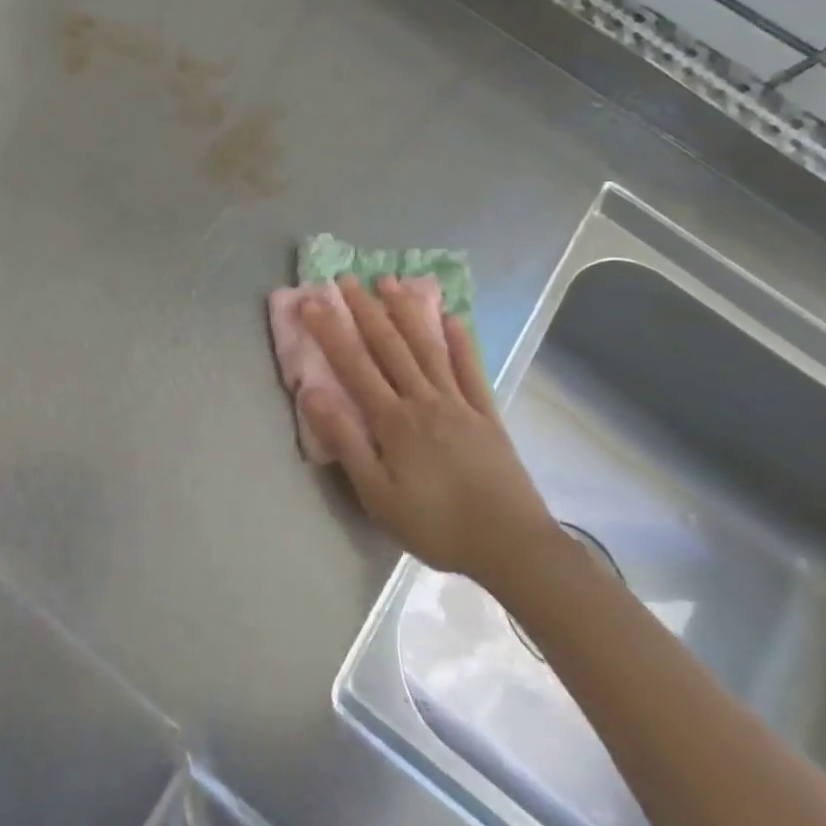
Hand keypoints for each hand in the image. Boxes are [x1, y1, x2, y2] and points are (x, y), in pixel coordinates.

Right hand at [299, 275, 557, 589]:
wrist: (513, 547)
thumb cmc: (436, 525)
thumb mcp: (378, 495)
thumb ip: (345, 442)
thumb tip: (313, 393)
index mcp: (393, 421)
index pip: (354, 365)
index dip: (331, 331)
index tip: (311, 301)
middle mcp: (424, 400)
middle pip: (390, 346)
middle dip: (365, 310)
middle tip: (346, 278)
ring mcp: (459, 403)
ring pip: (427, 347)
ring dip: (407, 312)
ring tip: (390, 282)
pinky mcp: (486, 414)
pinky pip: (470, 369)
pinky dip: (460, 341)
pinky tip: (451, 318)